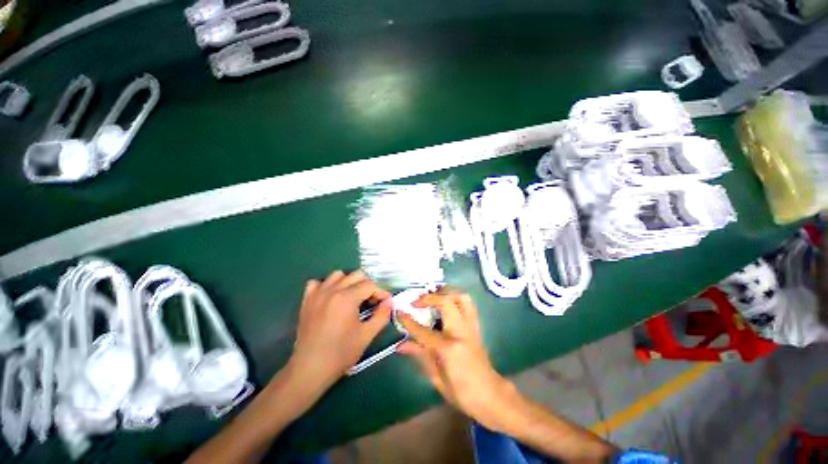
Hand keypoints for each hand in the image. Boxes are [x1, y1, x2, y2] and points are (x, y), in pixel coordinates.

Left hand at [289, 270, 391, 391]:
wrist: (310, 369)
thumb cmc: (341, 353)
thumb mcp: (367, 335)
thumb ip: (382, 316)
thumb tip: (389, 302)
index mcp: (347, 298)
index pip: (370, 285)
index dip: (380, 293)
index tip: (385, 303)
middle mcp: (332, 290)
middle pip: (356, 275)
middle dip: (367, 286)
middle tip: (371, 301)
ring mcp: (317, 293)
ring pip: (338, 275)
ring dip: (348, 282)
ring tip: (352, 297)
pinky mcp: (307, 300)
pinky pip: (318, 283)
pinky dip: (326, 286)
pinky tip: (331, 297)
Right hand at [397, 288, 515, 430]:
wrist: (490, 394)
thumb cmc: (461, 392)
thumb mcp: (436, 379)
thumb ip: (419, 356)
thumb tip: (400, 345)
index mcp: (448, 349)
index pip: (423, 331)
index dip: (408, 321)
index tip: (399, 311)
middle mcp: (461, 332)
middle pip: (446, 302)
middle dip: (429, 297)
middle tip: (418, 302)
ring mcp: (471, 326)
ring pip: (461, 297)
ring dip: (446, 292)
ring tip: (433, 297)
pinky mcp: (476, 325)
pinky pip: (468, 303)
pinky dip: (456, 297)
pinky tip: (446, 303)